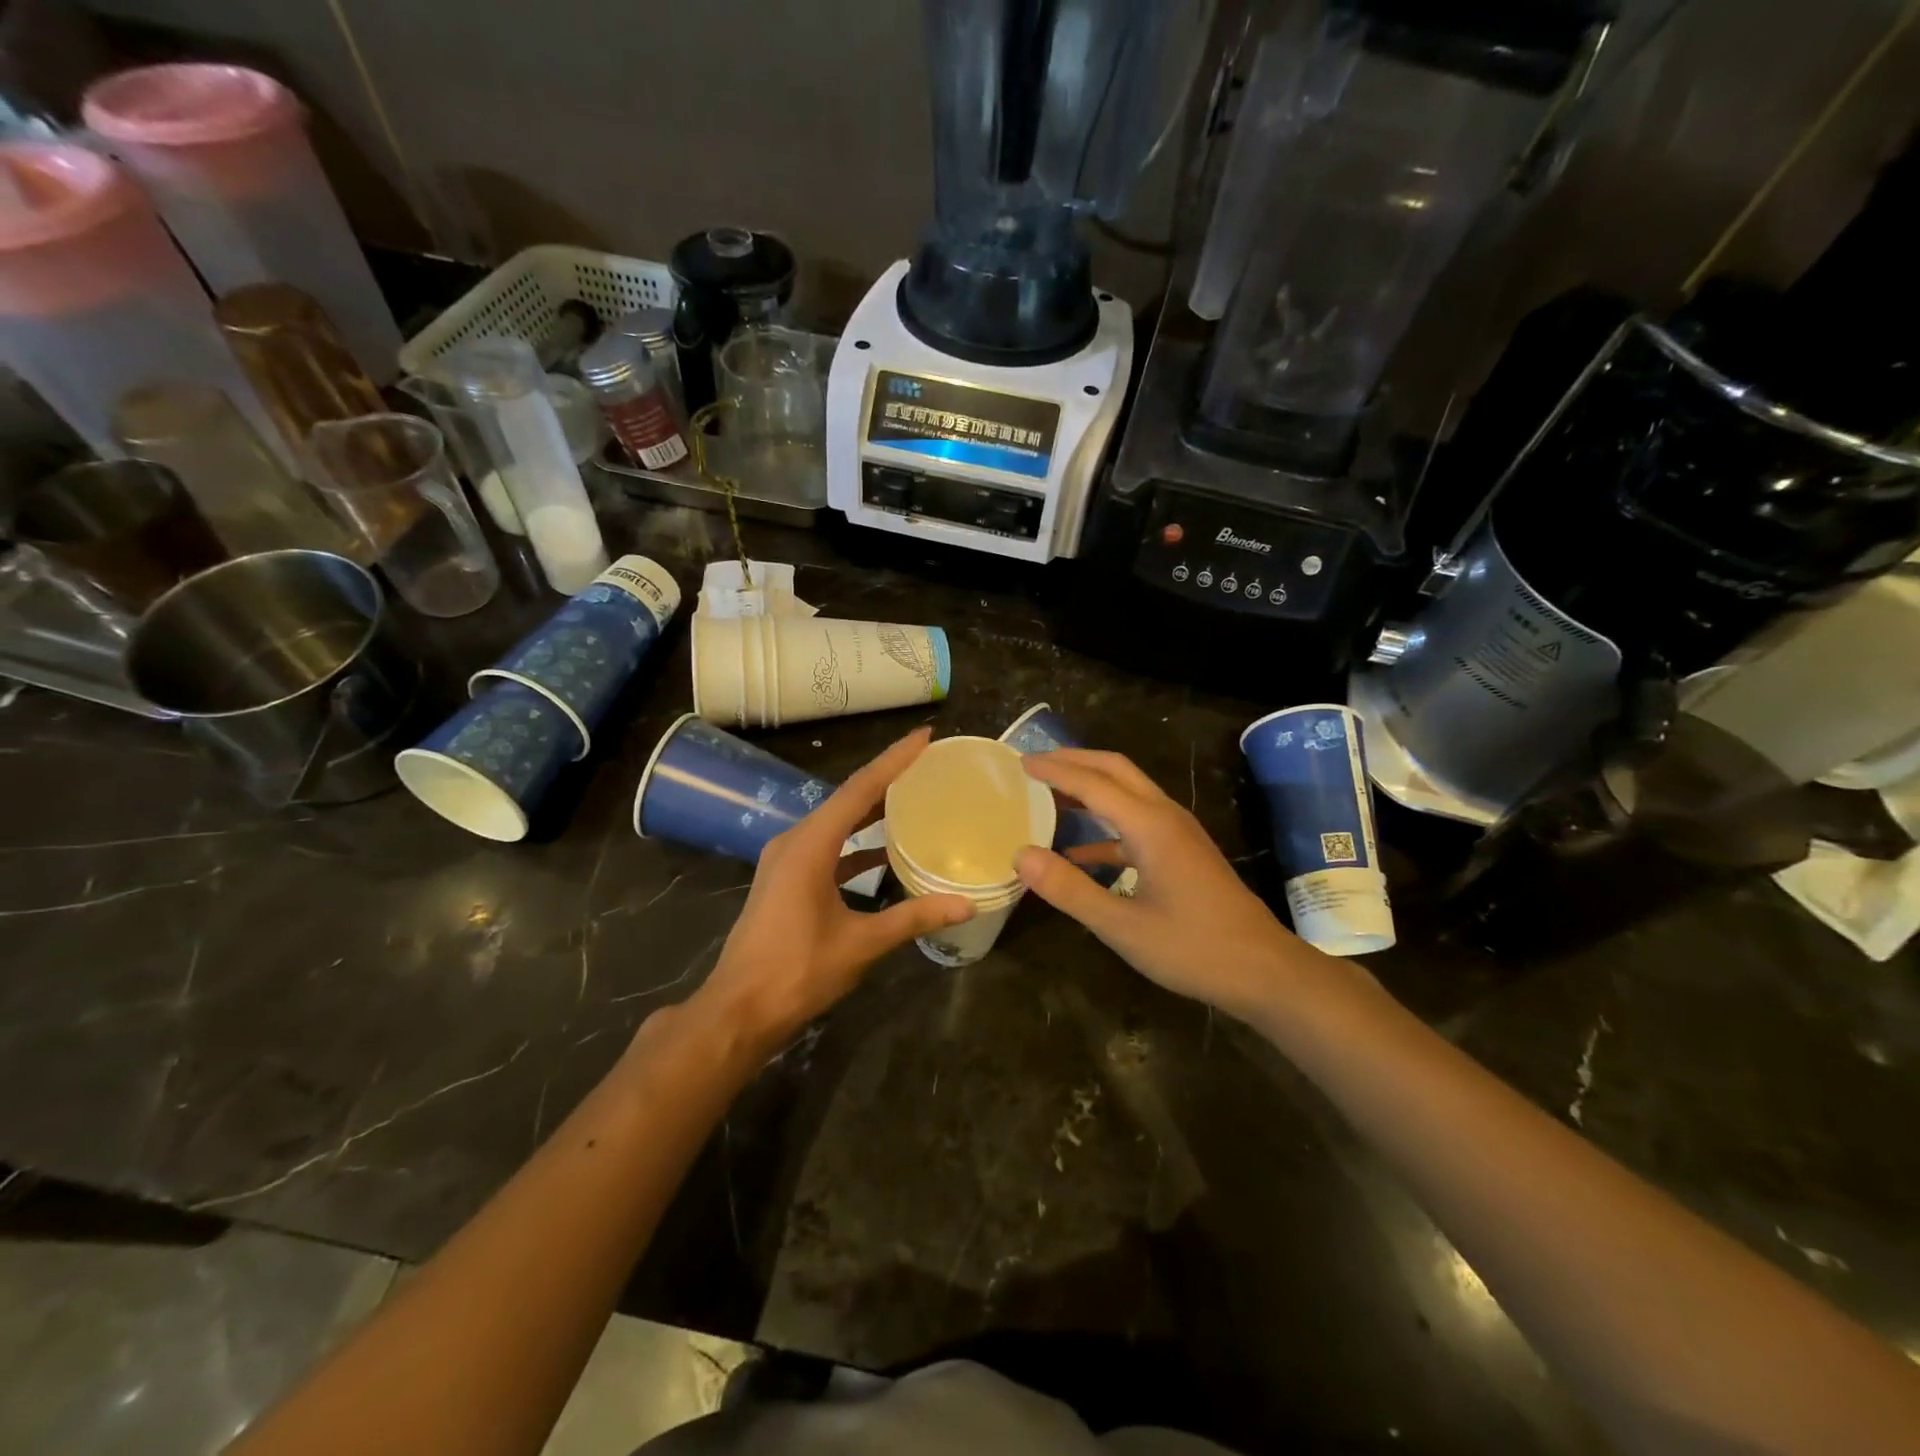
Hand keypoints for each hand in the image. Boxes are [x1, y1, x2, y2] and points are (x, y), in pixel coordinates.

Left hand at [690, 727, 973, 1051]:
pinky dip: (855, 844)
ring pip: (836, 822)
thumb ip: (913, 918)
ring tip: (911, 797)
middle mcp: (795, 841)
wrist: (738, 1010)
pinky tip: (883, 852)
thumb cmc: (796, 972)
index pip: (860, 789)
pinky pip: (827, 847)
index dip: (895, 760)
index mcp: (810, 845)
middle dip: (886, 778)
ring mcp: (786, 860)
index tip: (925, 736)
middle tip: (926, 762)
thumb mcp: (860, 944)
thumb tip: (966, 904)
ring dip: (870, 810)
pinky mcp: (786, 879)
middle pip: (846, 798)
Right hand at [1016, 749, 1305, 1019]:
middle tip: (1035, 764)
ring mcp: (1178, 833)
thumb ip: (1069, 889)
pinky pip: (1136, 824)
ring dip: (1090, 788)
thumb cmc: (1193, 948)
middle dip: (1074, 761)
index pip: (1093, 782)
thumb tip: (1021, 855)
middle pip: (1115, 770)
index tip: (1020, 762)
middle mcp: (1165, 816)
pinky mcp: (1183, 852)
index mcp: (1150, 826)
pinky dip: (1104, 827)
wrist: (1263, 970)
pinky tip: (1078, 852)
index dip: (1055, 769)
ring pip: (1128, 793)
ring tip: (1050, 795)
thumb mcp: (1122, 926)